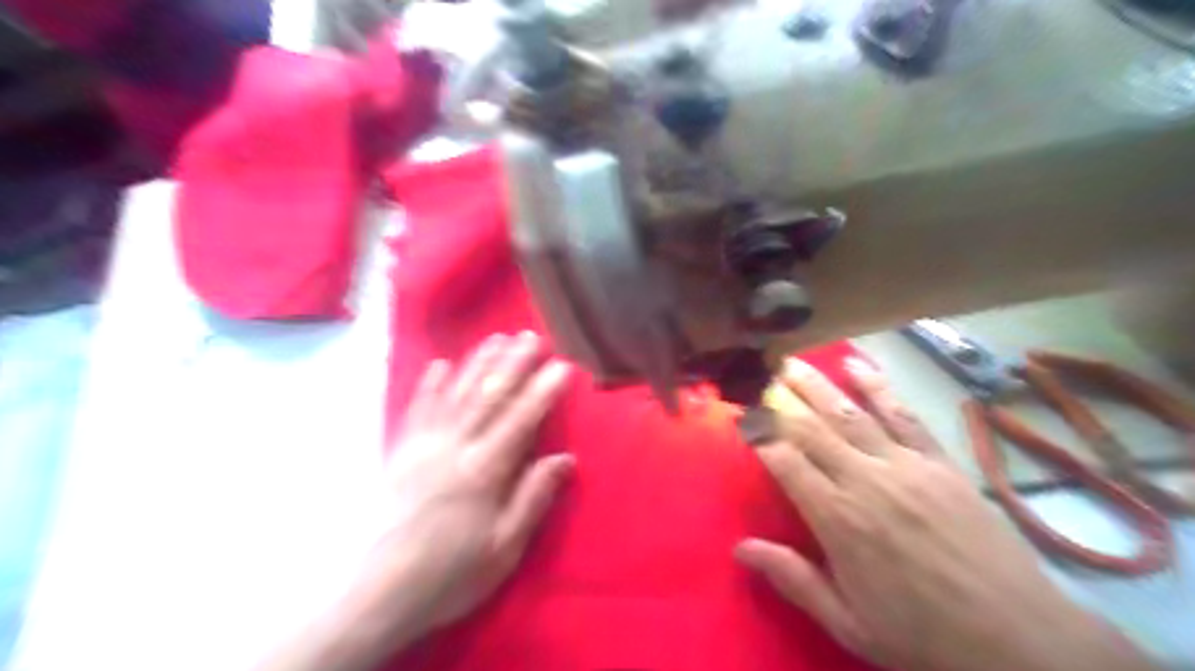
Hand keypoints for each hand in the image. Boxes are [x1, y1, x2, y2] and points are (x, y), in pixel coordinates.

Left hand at [263, 330, 572, 670]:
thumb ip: (533, 498)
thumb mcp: (503, 548)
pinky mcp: (401, 452)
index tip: (562, 365)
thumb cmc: (449, 574)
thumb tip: (565, 458)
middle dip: (514, 364)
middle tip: (532, 336)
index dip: (543, 390)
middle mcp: (455, 447)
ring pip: (456, 393)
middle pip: (489, 396)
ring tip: (497, 339)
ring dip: (478, 363)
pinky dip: (430, 385)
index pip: (521, 419)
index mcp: (484, 471)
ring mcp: (424, 446)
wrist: (375, 593)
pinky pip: (417, 410)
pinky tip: (440, 365)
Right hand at [740, 360, 1158, 670]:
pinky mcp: (940, 462)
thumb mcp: (848, 622)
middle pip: (813, 429)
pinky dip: (879, 387)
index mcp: (838, 520)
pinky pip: (904, 416)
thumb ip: (793, 579)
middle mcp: (866, 481)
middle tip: (759, 374)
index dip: (760, 434)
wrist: (1018, 639)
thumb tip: (740, 549)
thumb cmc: (921, 634)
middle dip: (781, 399)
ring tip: (792, 362)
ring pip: (851, 414)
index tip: (742, 414)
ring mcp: (906, 466)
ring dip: (818, 385)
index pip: (786, 462)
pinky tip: (858, 365)